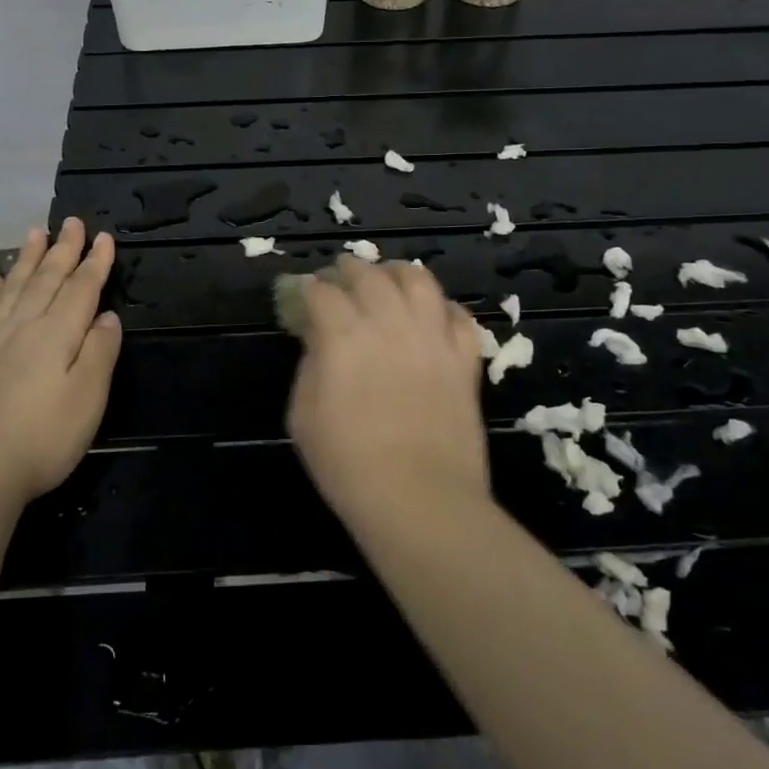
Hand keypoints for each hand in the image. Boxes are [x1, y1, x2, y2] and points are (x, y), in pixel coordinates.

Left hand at [0, 218, 120, 506]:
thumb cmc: (42, 437)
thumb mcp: (88, 398)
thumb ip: (99, 352)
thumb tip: (107, 316)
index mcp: (58, 334)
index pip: (81, 289)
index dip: (95, 263)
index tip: (104, 237)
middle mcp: (24, 326)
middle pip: (47, 279)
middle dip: (63, 249)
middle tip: (71, 221)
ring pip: (15, 287)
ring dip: (28, 259)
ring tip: (35, 233)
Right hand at [286, 259, 487, 523]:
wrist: (420, 499)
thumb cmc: (349, 465)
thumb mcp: (303, 417)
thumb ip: (309, 367)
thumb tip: (319, 342)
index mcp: (343, 336)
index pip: (322, 292)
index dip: (310, 288)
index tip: (305, 294)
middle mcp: (389, 324)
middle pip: (369, 275)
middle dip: (349, 269)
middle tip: (341, 274)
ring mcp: (432, 338)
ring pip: (419, 281)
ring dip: (397, 273)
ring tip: (388, 278)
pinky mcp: (464, 359)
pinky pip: (460, 316)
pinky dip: (443, 307)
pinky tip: (432, 314)